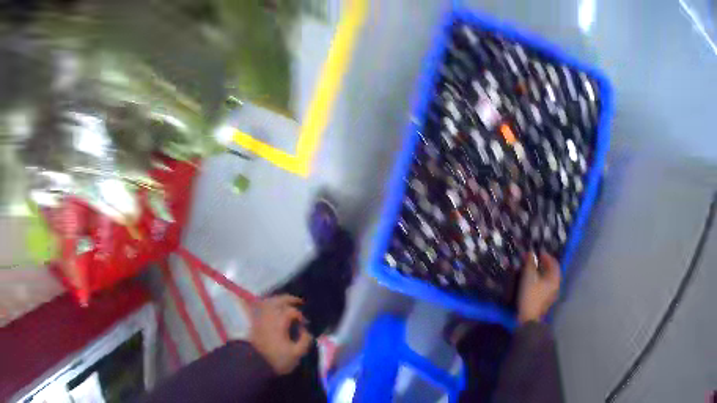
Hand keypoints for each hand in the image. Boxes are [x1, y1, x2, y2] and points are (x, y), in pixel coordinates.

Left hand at [249, 295, 312, 374]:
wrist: (254, 363)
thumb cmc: (277, 359)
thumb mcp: (296, 354)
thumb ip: (305, 341)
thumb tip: (306, 332)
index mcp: (280, 321)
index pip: (292, 311)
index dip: (300, 316)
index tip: (305, 324)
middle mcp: (269, 315)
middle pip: (279, 300)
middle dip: (290, 299)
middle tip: (299, 301)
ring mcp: (260, 317)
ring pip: (269, 302)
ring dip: (278, 300)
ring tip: (286, 303)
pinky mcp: (254, 322)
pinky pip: (261, 307)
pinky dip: (268, 305)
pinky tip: (272, 309)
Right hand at [517, 250, 560, 324]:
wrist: (529, 318)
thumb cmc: (530, 295)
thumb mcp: (529, 276)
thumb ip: (530, 263)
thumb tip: (531, 253)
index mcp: (555, 278)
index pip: (554, 262)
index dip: (546, 256)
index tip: (537, 253)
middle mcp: (556, 284)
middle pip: (551, 270)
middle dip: (542, 264)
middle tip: (533, 260)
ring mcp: (552, 293)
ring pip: (547, 278)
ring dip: (540, 272)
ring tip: (531, 269)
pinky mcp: (545, 300)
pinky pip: (544, 286)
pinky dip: (539, 280)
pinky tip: (531, 281)